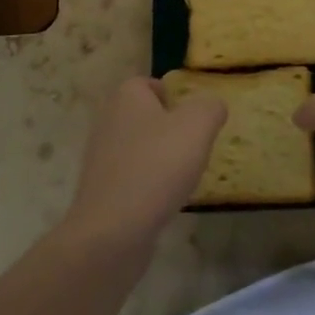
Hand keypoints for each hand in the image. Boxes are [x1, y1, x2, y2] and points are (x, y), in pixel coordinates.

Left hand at [63, 77, 225, 246]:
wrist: (112, 232)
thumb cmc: (156, 166)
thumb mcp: (197, 126)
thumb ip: (210, 107)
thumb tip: (213, 106)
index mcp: (126, 97)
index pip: (149, 83)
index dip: (173, 95)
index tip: (193, 116)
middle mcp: (108, 121)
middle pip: (145, 116)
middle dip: (170, 128)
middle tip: (195, 145)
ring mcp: (101, 158)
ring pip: (139, 148)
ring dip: (161, 159)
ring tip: (184, 175)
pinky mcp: (101, 191)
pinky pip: (132, 177)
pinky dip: (149, 185)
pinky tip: (166, 200)